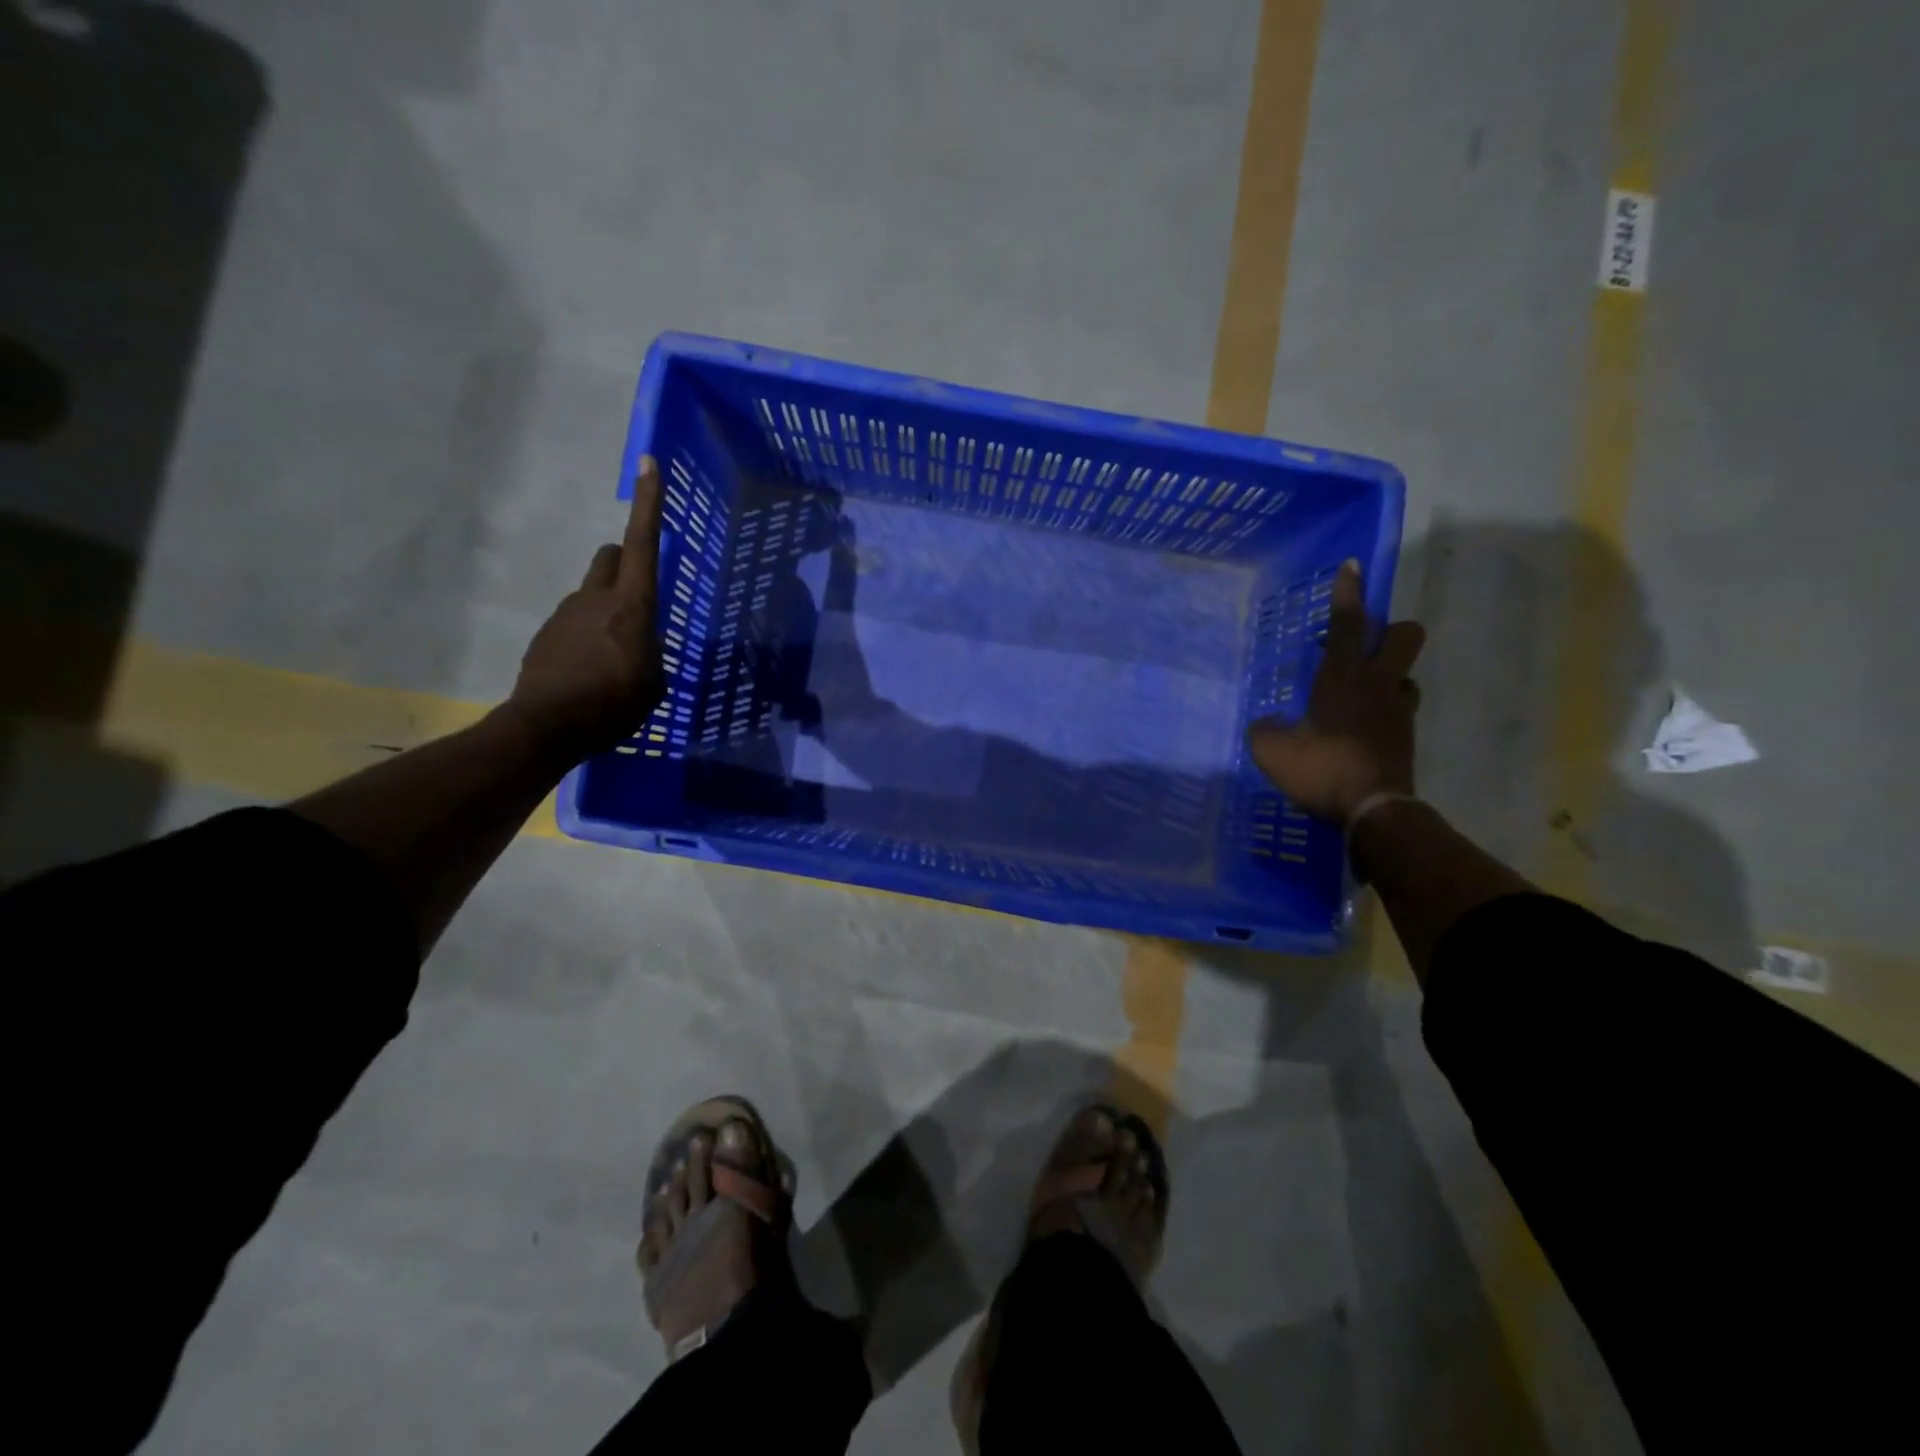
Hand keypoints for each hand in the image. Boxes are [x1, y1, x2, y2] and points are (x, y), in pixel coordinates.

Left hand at [507, 457, 667, 760]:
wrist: (545, 729)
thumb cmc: (612, 706)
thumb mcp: (654, 683)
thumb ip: (651, 651)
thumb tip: (640, 642)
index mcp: (630, 606)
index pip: (643, 542)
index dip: (649, 503)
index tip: (649, 463)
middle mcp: (595, 598)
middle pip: (611, 556)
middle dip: (626, 561)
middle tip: (638, 594)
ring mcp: (565, 614)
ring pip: (592, 592)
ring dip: (607, 609)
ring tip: (614, 656)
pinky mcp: (545, 635)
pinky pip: (575, 622)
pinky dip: (587, 636)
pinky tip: (589, 672)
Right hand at [1247, 559, 1425, 822]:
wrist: (1373, 810)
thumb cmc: (1321, 769)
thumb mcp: (1272, 751)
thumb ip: (1265, 730)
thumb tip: (1266, 724)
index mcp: (1342, 677)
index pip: (1347, 623)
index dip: (1348, 592)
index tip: (1353, 565)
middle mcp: (1377, 684)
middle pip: (1404, 635)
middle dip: (1388, 631)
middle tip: (1361, 647)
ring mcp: (1398, 710)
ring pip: (1406, 673)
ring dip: (1388, 675)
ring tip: (1361, 693)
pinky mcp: (1406, 736)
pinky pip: (1401, 708)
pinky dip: (1386, 709)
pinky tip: (1363, 728)